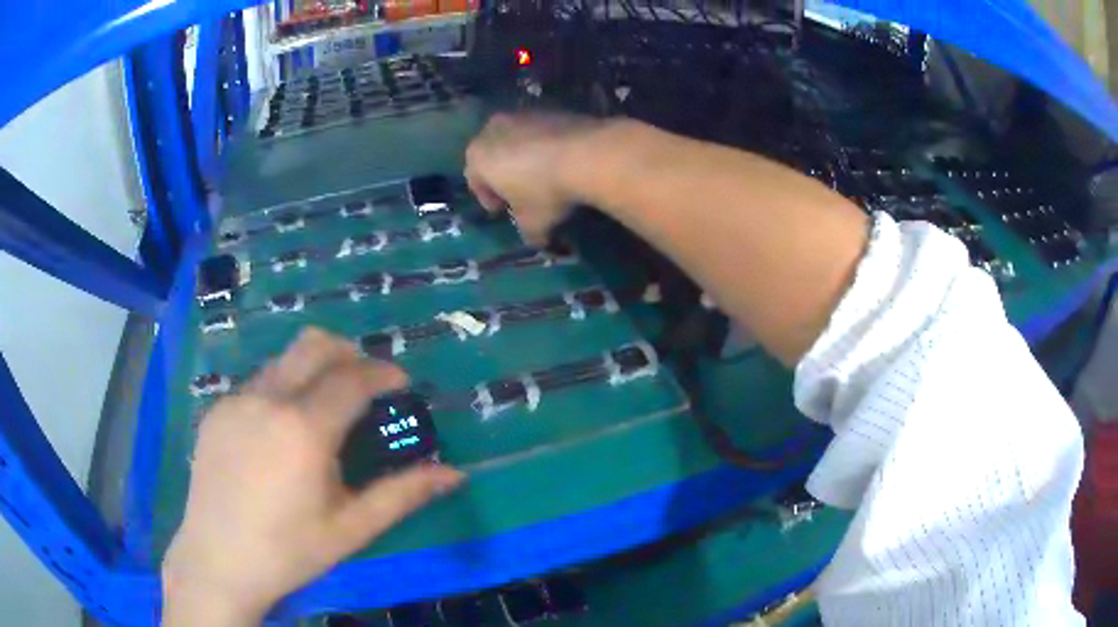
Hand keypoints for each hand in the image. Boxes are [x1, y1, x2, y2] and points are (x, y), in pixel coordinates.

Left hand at [162, 329, 463, 625]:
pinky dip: (283, 388)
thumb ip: (403, 494)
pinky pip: (258, 382)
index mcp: (303, 429)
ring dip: (314, 369)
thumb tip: (454, 474)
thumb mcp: (351, 528)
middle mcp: (267, 399)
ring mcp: (236, 400)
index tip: (401, 382)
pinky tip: (283, 430)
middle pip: (315, 345)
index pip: (352, 378)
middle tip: (366, 382)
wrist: (217, 560)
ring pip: (284, 360)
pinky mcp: (216, 410)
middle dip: (349, 353)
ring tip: (325, 407)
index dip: (383, 372)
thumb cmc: (289, 550)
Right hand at [465, 111, 608, 245]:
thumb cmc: (545, 191)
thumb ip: (527, 232)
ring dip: (526, 157)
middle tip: (522, 192)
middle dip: (505, 174)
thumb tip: (536, 239)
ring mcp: (523, 115)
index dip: (489, 198)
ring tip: (546, 176)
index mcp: (478, 157)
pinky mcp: (551, 109)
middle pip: (493, 155)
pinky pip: (542, 132)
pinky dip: (547, 145)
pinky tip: (564, 161)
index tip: (504, 210)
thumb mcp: (533, 222)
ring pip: (517, 140)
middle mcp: (493, 129)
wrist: (587, 154)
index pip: (474, 180)